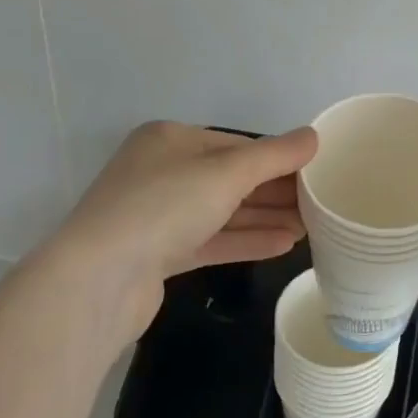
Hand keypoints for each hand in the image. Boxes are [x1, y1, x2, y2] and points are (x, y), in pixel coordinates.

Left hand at [35, 122, 316, 342]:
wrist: (96, 281)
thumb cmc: (163, 207)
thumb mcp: (227, 172)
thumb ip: (275, 155)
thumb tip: (313, 137)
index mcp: (170, 140)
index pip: (236, 144)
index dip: (278, 158)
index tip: (316, 172)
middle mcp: (161, 172)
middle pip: (230, 178)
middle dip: (275, 191)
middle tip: (321, 202)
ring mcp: (156, 215)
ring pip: (222, 211)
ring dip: (265, 217)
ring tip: (311, 226)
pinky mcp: (157, 254)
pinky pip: (211, 240)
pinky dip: (245, 240)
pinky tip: (284, 245)